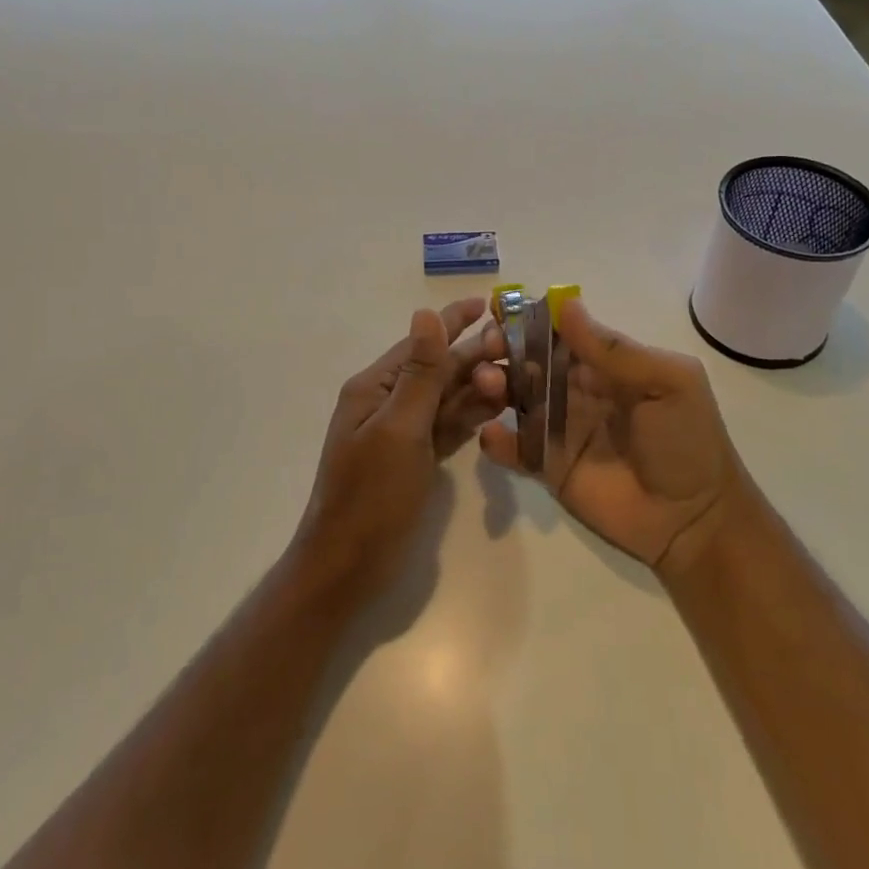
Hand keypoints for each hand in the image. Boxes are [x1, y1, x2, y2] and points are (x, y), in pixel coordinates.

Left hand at [292, 297, 505, 597]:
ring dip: (478, 388)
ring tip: (517, 378)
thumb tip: (425, 313)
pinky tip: (501, 407)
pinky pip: (449, 427)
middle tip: (519, 349)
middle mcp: (389, 403)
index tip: (488, 302)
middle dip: (476, 358)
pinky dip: (472, 417)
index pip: (421, 344)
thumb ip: (420, 374)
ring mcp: (404, 433)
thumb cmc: (371, 495)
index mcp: (375, 388)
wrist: (349, 566)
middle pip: (439, 370)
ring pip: (448, 399)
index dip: (454, 322)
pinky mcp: (417, 459)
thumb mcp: (399, 429)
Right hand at [478, 298, 747, 571]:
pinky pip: (514, 448)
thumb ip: (616, 350)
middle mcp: (575, 390)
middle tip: (488, 347)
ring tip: (488, 385)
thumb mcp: (668, 384)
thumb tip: (567, 305)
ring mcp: (558, 428)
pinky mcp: (546, 466)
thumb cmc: (686, 442)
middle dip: (503, 349)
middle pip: (529, 361)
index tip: (499, 308)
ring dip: (494, 385)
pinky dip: (496, 439)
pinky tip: (493, 435)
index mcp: (604, 365)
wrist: (694, 520)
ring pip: (514, 398)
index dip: (530, 319)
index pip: (559, 332)